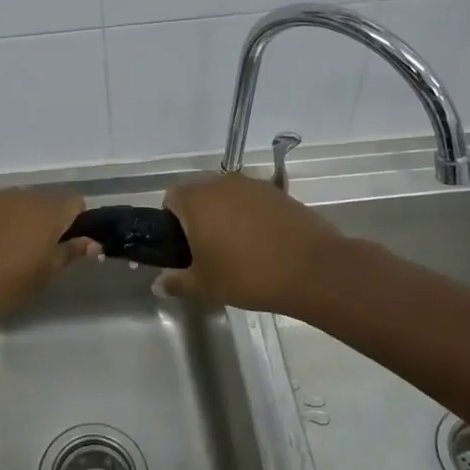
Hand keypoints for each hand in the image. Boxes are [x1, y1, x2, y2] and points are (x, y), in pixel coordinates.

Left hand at [0, 188, 97, 325]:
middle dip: (45, 223)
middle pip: (43, 201)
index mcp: (44, 209)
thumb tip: (91, 242)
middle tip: (36, 257)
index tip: (66, 249)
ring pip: (14, 205)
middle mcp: (18, 194)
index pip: (75, 202)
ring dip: (17, 223)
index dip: (76, 224)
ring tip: (4, 256)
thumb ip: (68, 254)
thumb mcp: (41, 277)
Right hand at [158, 171, 346, 314]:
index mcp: (196, 199)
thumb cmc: (247, 274)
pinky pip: (253, 201)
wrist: (312, 270)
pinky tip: (264, 244)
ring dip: (226, 215)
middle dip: (199, 217)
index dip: (172, 221)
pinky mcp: (279, 193)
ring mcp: (253, 185)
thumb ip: (177, 282)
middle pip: (199, 194)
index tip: (182, 247)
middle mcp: (221, 183)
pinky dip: (251, 216)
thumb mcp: (205, 285)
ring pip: (228, 197)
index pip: (171, 198)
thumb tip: (158, 285)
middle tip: (207, 250)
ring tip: (238, 248)